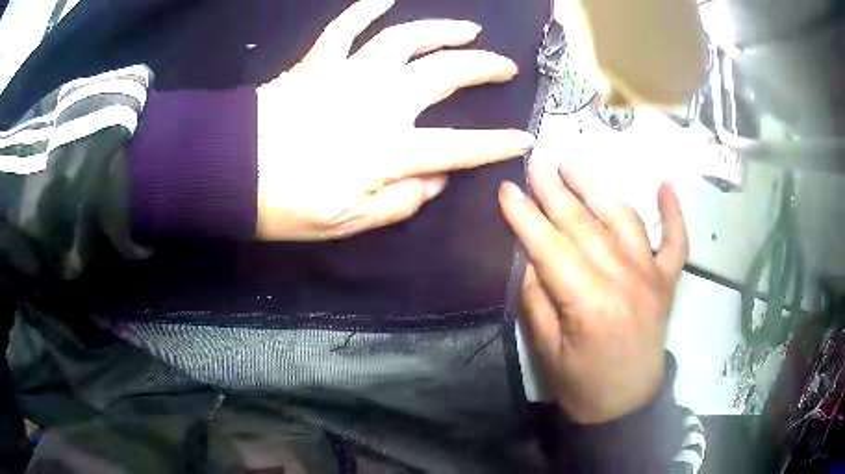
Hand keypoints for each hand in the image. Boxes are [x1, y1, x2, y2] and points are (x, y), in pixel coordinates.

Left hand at [256, 0, 533, 240]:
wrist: (229, 173)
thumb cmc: (284, 206)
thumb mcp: (347, 223)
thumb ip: (400, 203)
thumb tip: (435, 180)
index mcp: (387, 151)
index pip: (459, 146)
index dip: (496, 145)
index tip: (524, 140)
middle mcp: (377, 103)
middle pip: (444, 74)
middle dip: (483, 68)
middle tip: (504, 66)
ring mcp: (347, 75)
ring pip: (406, 40)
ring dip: (442, 31)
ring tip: (468, 30)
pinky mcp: (318, 63)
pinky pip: (345, 27)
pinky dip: (366, 8)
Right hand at [499, 165, 687, 423]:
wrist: (626, 404)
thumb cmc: (581, 384)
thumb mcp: (546, 349)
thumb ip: (537, 296)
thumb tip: (531, 253)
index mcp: (590, 304)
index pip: (551, 247)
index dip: (525, 216)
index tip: (505, 188)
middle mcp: (625, 280)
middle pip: (584, 225)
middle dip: (554, 191)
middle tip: (535, 163)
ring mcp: (652, 276)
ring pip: (624, 219)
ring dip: (597, 188)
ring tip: (572, 167)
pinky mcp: (668, 280)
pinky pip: (676, 240)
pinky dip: (673, 213)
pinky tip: (665, 185)